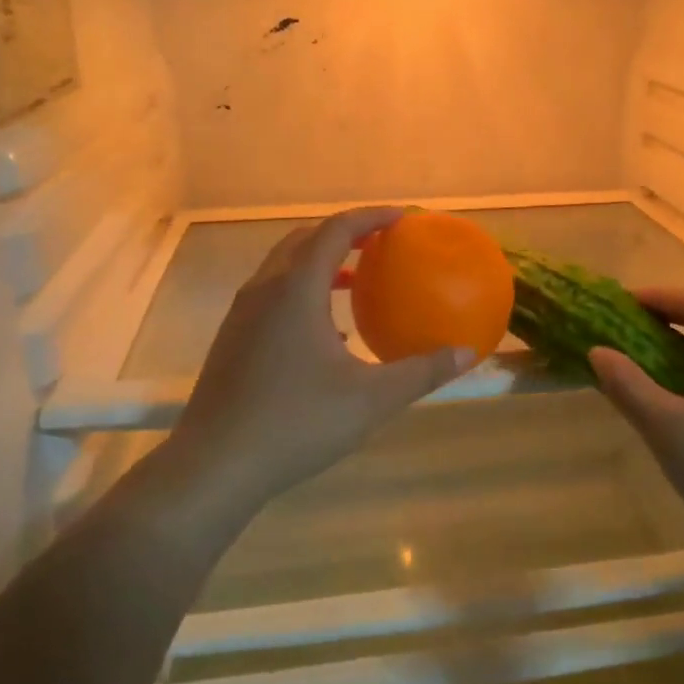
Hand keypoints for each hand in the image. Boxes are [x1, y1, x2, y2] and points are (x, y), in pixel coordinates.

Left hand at [164, 207, 472, 524]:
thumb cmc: (296, 423)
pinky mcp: (233, 338)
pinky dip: (303, 291)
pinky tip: (328, 332)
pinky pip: (272, 294)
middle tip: (381, 242)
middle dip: (344, 233)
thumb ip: (422, 372)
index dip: (371, 217)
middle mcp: (265, 289)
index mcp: (296, 289)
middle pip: (305, 239)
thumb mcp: (371, 399)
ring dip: (321, 262)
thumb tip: (468, 353)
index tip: (403, 218)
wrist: (215, 465)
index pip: (336, 230)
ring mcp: (242, 314)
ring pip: (284, 267)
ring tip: (358, 280)